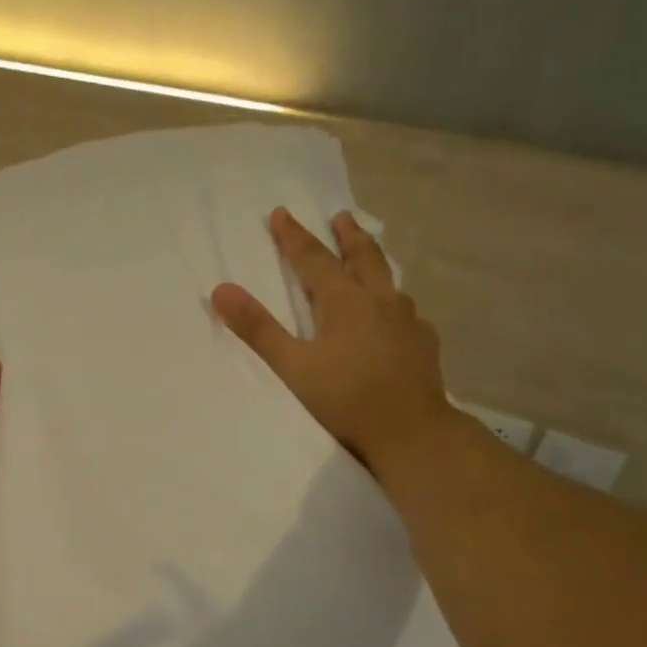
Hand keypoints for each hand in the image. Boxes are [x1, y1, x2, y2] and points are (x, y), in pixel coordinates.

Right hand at [212, 208, 455, 484]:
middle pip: (363, 257)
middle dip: (347, 235)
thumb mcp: (293, 367)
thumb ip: (258, 329)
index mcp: (344, 301)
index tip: (281, 214)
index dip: (293, 237)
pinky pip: (408, 311)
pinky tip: (397, 317)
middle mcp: (380, 301)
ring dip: (374, 264)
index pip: (313, 259)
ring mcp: (408, 321)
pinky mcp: (425, 343)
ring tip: (369, 261)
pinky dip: (395, 303)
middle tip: (341, 217)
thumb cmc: (346, 400)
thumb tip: (221, 290)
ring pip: (390, 281)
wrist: (410, 432)